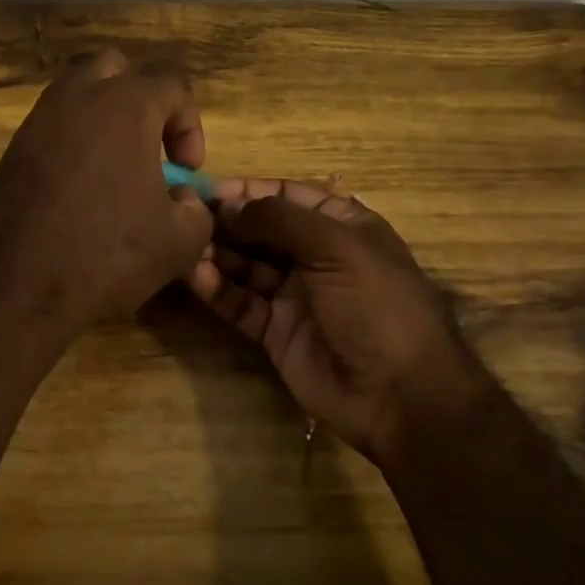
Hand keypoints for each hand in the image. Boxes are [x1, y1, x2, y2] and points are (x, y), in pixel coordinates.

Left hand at [0, 50, 213, 347]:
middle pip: (115, 69)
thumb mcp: (177, 241)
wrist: (14, 285)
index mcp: (126, 104)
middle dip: (140, 100)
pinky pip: (52, 127)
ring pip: (77, 93)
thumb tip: (181, 197)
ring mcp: (39, 119)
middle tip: (148, 146)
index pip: (173, 87)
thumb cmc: (105, 253)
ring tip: (115, 168)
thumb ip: (195, 208)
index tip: (186, 172)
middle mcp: (78, 97)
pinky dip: (72, 143)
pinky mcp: (12, 148)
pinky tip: (78, 189)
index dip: (190, 126)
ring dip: (103, 118)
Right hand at [188, 178, 475, 463]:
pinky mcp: (276, 331)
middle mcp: (315, 256)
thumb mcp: (337, 248)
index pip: (287, 196)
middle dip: (226, 221)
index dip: (248, 190)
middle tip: (185, 215)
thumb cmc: (377, 306)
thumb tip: (229, 204)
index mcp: (341, 227)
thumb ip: (280, 220)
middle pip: (261, 229)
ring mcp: (294, 295)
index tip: (207, 188)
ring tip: (184, 244)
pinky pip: (241, 303)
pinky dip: (218, 289)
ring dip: (217, 253)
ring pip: (246, 265)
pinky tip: (195, 276)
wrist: (400, 396)